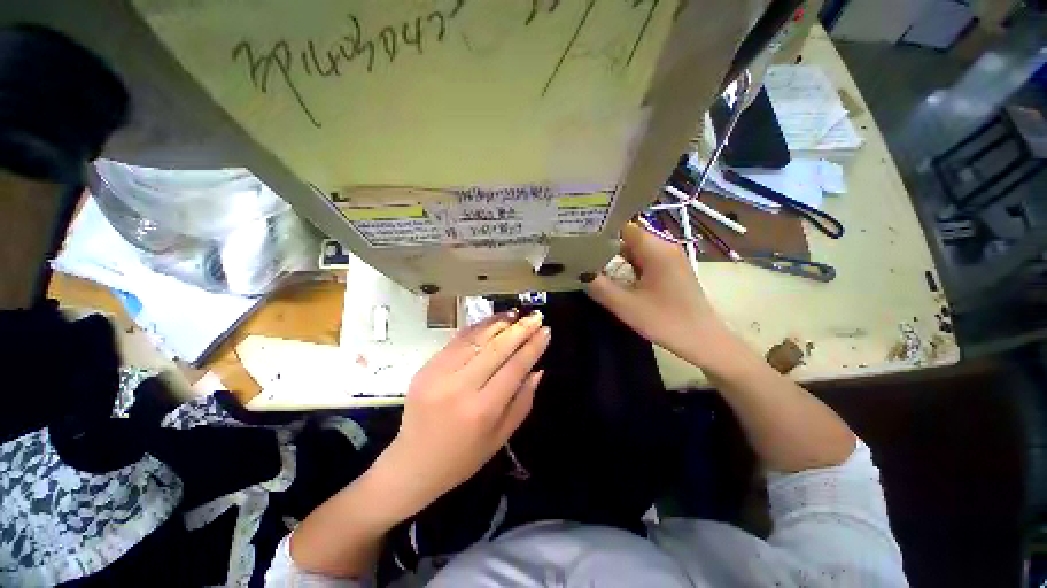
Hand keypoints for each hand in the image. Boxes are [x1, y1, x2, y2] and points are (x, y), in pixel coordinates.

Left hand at [375, 310, 549, 516]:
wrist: (412, 464)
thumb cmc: (463, 458)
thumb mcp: (500, 438)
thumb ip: (522, 402)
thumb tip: (537, 370)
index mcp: (482, 410)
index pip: (514, 368)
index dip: (533, 347)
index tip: (546, 331)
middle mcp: (460, 388)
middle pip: (497, 349)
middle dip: (520, 329)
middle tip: (536, 316)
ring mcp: (439, 374)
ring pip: (476, 339)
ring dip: (499, 323)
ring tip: (516, 314)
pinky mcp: (426, 367)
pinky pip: (456, 341)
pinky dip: (477, 328)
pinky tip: (491, 321)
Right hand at [585, 222, 723, 366]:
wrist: (703, 341)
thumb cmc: (665, 321)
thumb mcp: (625, 306)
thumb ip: (598, 286)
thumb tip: (577, 271)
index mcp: (656, 248)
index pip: (622, 225)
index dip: (600, 230)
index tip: (578, 238)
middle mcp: (664, 246)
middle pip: (627, 236)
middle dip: (604, 244)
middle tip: (579, 253)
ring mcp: (669, 258)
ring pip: (634, 249)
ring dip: (614, 257)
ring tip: (590, 263)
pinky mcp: (669, 270)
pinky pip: (643, 260)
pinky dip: (626, 265)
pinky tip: (612, 276)